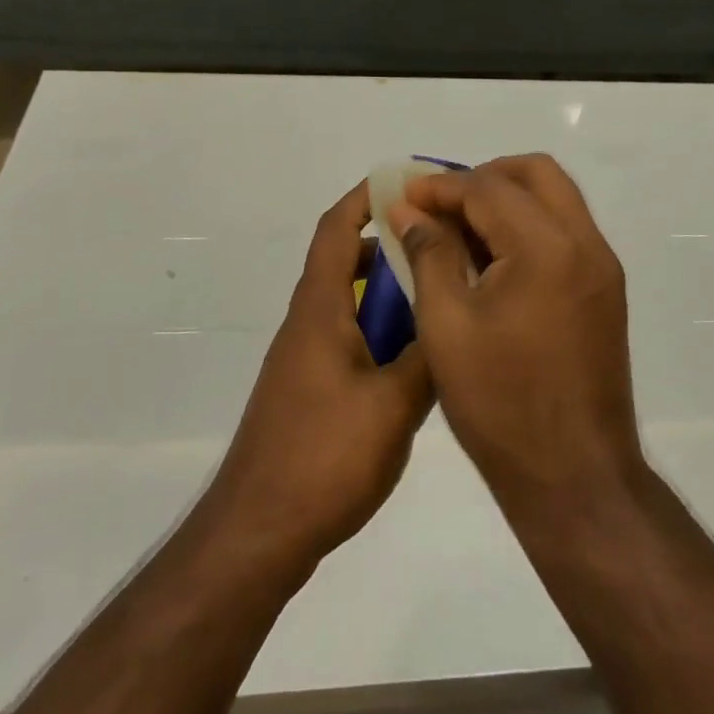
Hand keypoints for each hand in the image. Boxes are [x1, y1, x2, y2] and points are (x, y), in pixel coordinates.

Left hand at [207, 181, 433, 568]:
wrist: (258, 532)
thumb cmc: (324, 457)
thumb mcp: (394, 405)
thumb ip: (428, 356)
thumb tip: (455, 313)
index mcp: (320, 309)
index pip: (337, 229)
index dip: (365, 197)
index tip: (405, 181)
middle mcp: (308, 321)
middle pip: (346, 261)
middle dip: (389, 242)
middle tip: (441, 242)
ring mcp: (305, 357)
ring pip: (350, 301)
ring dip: (387, 290)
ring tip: (438, 295)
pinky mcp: (309, 388)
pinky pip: (348, 336)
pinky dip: (379, 328)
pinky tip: (414, 358)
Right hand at [389, 155, 642, 511]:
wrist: (576, 478)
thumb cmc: (500, 404)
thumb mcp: (446, 325)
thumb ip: (429, 254)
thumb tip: (409, 211)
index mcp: (546, 248)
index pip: (488, 188)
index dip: (440, 186)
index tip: (404, 195)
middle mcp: (584, 243)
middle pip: (535, 172)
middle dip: (483, 176)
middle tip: (440, 204)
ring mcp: (601, 266)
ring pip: (555, 196)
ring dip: (507, 197)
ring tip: (460, 228)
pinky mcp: (604, 289)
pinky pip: (565, 229)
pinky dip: (527, 224)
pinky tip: (491, 258)